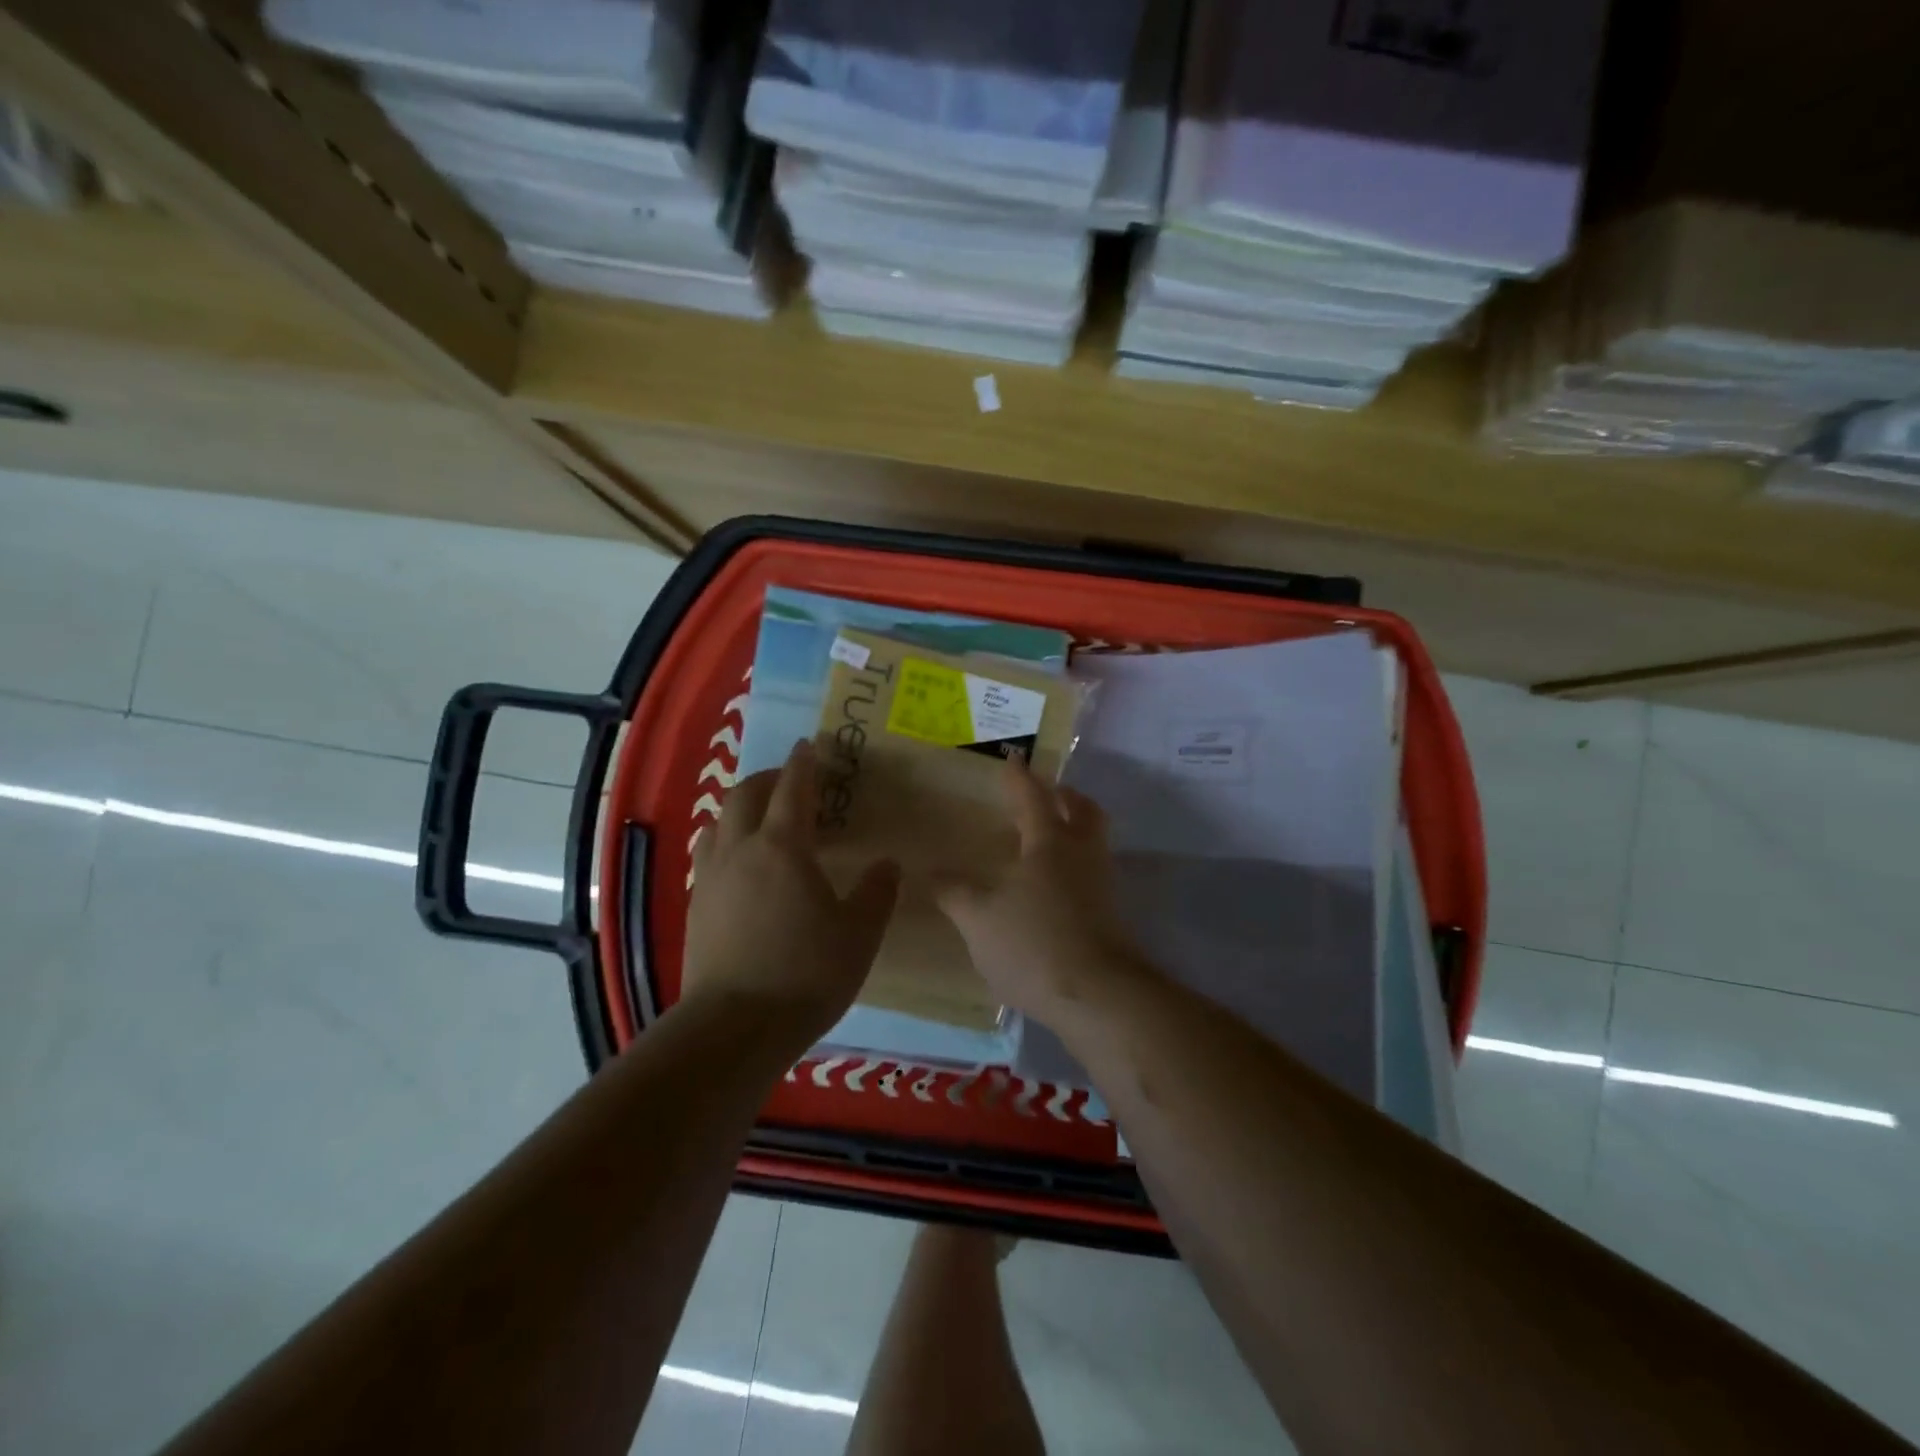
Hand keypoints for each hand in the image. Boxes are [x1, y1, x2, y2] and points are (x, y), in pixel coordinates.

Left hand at [684, 739, 899, 1043]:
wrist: (734, 1028)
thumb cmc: (806, 974)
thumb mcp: (858, 934)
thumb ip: (876, 893)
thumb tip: (888, 865)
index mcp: (784, 847)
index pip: (793, 788)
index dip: (803, 763)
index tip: (810, 745)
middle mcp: (741, 850)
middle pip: (745, 795)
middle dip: (768, 779)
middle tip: (790, 782)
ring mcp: (710, 877)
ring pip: (719, 822)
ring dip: (741, 809)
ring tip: (762, 820)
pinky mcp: (695, 906)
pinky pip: (708, 854)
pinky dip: (726, 841)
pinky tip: (741, 866)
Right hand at [934, 762, 1146, 1025]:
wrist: (1098, 996)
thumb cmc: (1034, 944)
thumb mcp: (979, 920)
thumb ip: (954, 893)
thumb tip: (930, 872)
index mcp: (1049, 843)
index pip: (1033, 798)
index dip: (1020, 777)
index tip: (1014, 758)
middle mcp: (1082, 854)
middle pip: (1083, 810)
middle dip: (1065, 796)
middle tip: (1046, 794)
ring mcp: (1102, 884)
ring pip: (1093, 840)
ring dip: (1074, 828)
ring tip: (1046, 839)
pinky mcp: (1111, 914)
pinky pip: (1093, 871)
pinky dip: (1075, 864)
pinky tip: (1053, 886)